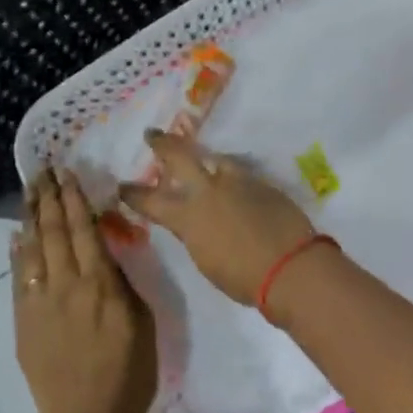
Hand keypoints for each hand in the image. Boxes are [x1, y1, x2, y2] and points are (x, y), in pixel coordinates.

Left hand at [12, 169, 156, 412]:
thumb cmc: (130, 373)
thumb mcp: (143, 320)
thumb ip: (122, 283)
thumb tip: (105, 254)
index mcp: (100, 284)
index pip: (84, 229)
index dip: (75, 199)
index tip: (68, 173)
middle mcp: (66, 286)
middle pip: (54, 233)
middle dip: (49, 198)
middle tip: (43, 171)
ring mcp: (40, 305)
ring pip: (33, 251)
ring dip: (30, 218)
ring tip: (29, 193)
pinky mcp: (25, 325)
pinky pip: (19, 281)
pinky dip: (17, 255)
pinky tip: (16, 238)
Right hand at [120, 130, 315, 305]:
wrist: (290, 265)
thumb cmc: (244, 278)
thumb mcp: (206, 260)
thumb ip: (194, 234)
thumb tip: (193, 222)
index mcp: (188, 216)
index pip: (151, 200)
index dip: (133, 193)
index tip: (122, 186)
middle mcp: (209, 190)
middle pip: (180, 156)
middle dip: (163, 143)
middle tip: (152, 134)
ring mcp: (238, 182)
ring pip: (215, 158)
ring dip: (203, 157)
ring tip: (200, 156)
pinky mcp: (262, 182)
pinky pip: (240, 172)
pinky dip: (230, 174)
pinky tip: (232, 181)